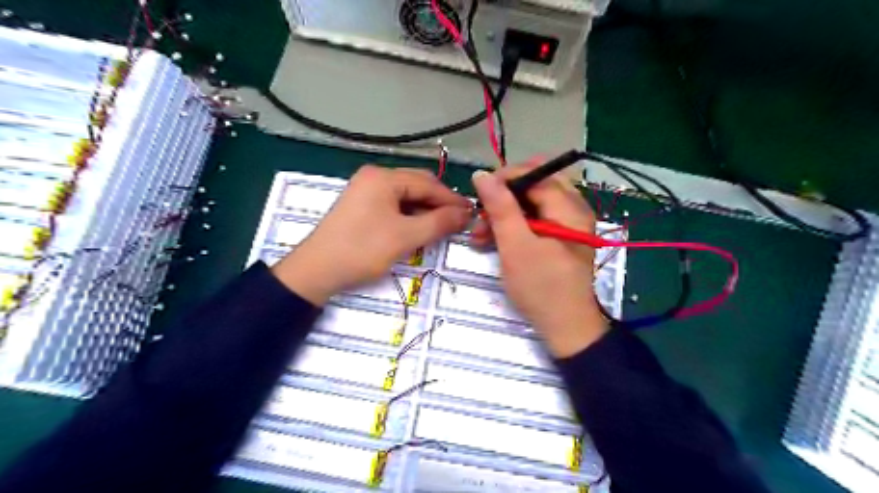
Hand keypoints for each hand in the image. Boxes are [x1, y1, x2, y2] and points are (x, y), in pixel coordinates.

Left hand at [274, 165, 470, 303]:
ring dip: (425, 210)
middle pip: (417, 185)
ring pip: (406, 196)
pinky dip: (410, 215)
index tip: (472, 214)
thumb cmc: (362, 250)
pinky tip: (419, 228)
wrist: (316, 271)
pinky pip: (393, 205)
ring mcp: (365, 190)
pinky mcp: (361, 205)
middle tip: (460, 221)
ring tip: (442, 227)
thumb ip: (439, 222)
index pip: (428, 183)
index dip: (452, 199)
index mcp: (383, 177)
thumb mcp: (405, 237)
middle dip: (439, 203)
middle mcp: (374, 177)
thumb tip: (466, 213)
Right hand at [471, 161, 607, 358]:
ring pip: (532, 204)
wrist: (565, 328)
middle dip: (503, 198)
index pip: (534, 174)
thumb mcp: (516, 246)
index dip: (504, 179)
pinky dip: (514, 227)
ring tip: (480, 235)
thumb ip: (500, 207)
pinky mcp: (560, 239)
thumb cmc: (541, 287)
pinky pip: (535, 220)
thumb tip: (482, 174)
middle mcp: (573, 209)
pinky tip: (494, 240)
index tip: (478, 194)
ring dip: (505, 214)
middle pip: (534, 186)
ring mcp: (568, 225)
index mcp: (569, 208)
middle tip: (481, 215)